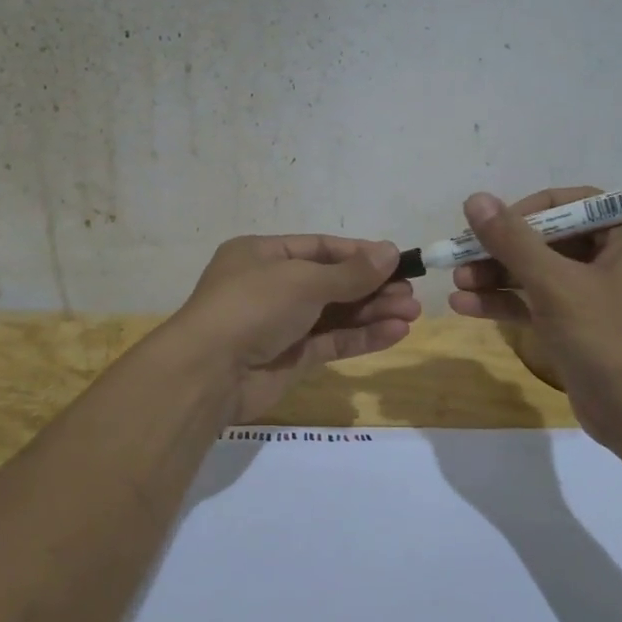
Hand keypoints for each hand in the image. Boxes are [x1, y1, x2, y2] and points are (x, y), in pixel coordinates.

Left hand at [166, 234, 421, 421]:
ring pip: (335, 314)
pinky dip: (361, 337)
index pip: (319, 248)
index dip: (359, 254)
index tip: (396, 260)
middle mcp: (271, 286)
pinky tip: (395, 333)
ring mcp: (281, 324)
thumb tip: (391, 252)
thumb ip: (350, 272)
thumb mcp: (303, 280)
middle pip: (331, 282)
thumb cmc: (253, 306)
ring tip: (412, 313)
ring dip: (373, 312)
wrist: (209, 373)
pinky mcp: (290, 358)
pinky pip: (331, 342)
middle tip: (410, 293)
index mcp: (262, 255)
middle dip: (372, 287)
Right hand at [448, 188, 621, 444]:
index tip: (488, 225)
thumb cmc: (609, 338)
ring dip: (497, 276)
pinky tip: (464, 306)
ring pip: (539, 273)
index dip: (525, 211)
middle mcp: (617, 259)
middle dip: (502, 250)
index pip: (571, 204)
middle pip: (549, 239)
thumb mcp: (555, 284)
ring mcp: (598, 296)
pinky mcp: (581, 327)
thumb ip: (513, 240)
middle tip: (460, 257)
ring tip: (456, 283)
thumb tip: (475, 199)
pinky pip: (539, 304)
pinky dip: (506, 303)